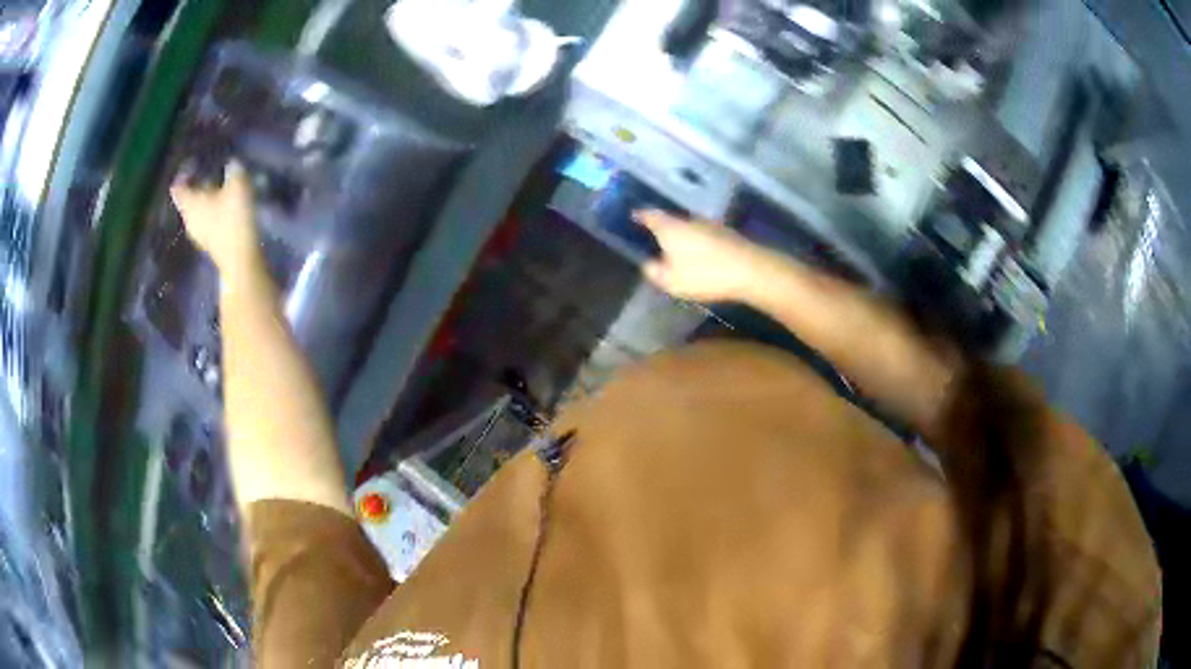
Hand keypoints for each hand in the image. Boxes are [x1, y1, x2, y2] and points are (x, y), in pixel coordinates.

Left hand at [170, 161, 261, 275]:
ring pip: (198, 211)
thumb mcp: (238, 185)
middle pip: (189, 199)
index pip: (178, 186)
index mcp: (190, 203)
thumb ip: (233, 170)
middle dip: (200, 186)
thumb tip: (231, 163)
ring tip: (223, 191)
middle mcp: (189, 219)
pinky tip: (227, 209)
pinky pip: (207, 222)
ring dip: (208, 200)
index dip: (185, 173)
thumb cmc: (234, 217)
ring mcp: (198, 234)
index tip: (196, 164)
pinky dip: (213, 213)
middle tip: (214, 175)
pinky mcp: (209, 244)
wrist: (240, 257)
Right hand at [637, 210, 776, 302]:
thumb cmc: (704, 274)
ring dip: (683, 236)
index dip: (641, 216)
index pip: (650, 215)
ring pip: (689, 227)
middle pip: (671, 220)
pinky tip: (701, 255)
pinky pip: (705, 235)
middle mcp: (688, 219)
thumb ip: (654, 271)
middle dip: (663, 228)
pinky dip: (699, 242)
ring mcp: (710, 224)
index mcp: (670, 227)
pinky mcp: (727, 233)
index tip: (634, 216)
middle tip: (655, 238)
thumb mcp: (671, 281)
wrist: (749, 269)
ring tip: (678, 249)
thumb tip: (649, 263)